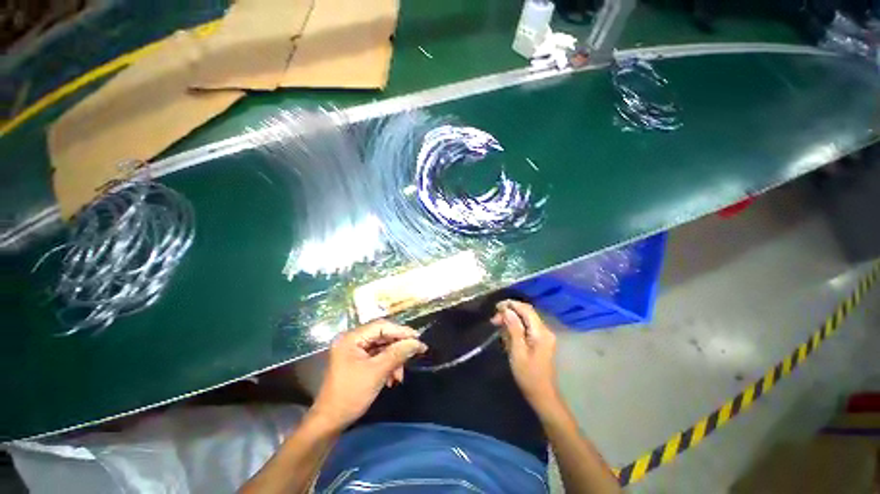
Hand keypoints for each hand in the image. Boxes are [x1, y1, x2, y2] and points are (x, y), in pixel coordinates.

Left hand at [310, 320, 426, 429]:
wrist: (330, 422)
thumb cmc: (351, 394)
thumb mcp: (377, 372)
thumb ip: (398, 353)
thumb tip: (418, 342)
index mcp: (352, 338)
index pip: (381, 326)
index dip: (401, 331)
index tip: (418, 338)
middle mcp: (352, 340)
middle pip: (383, 336)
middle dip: (398, 348)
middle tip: (415, 353)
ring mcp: (354, 351)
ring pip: (382, 347)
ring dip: (394, 359)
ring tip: (399, 376)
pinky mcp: (357, 361)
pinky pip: (378, 357)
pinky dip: (388, 365)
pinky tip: (393, 378)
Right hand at [491, 300, 559, 408]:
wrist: (542, 395)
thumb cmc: (528, 375)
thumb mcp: (517, 351)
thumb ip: (513, 329)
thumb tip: (507, 310)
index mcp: (541, 332)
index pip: (526, 309)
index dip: (511, 304)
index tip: (496, 307)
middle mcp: (544, 330)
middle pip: (526, 313)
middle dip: (509, 312)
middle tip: (494, 320)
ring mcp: (544, 335)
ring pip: (525, 319)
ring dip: (511, 320)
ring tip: (497, 326)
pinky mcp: (540, 340)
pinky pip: (526, 327)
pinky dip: (515, 327)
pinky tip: (506, 334)